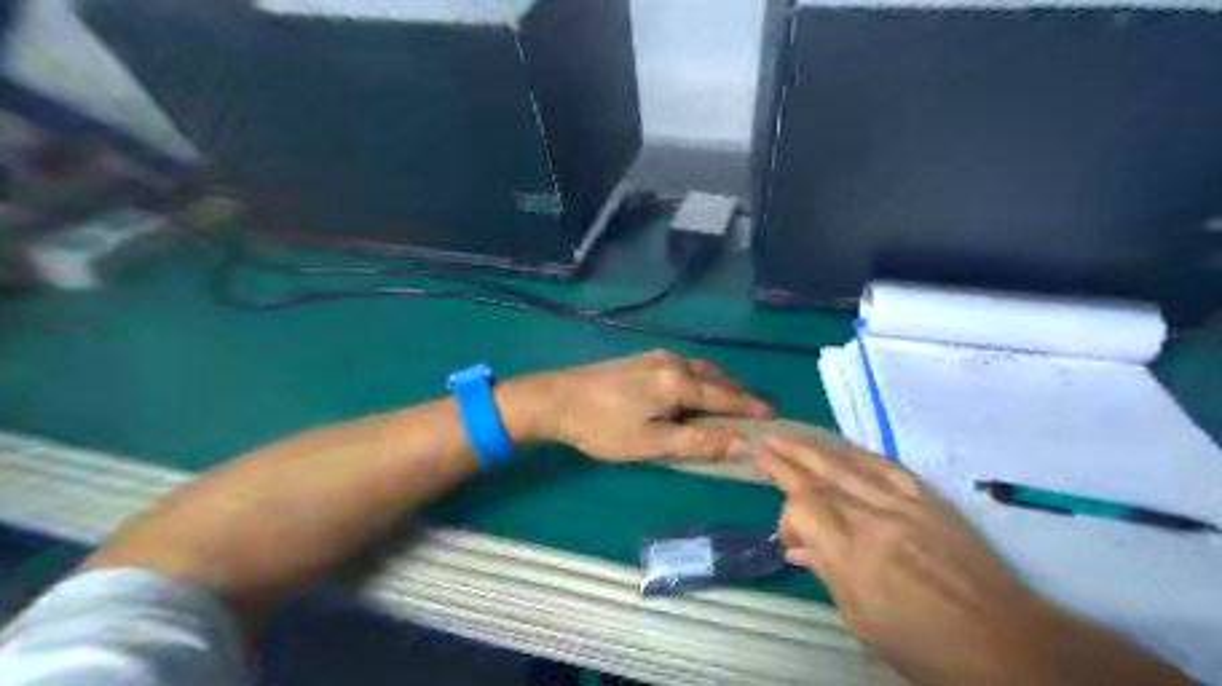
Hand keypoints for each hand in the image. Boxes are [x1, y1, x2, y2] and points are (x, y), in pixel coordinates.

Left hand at [505, 350, 771, 462]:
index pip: (727, 396)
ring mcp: (656, 357)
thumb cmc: (604, 428)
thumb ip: (700, 442)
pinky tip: (692, 393)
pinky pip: (684, 367)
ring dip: (719, 387)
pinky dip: (700, 381)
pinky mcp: (642, 359)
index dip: (751, 409)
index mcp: (680, 382)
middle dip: (737, 396)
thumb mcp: (653, 443)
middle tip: (752, 418)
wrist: (557, 400)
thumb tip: (744, 444)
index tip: (774, 419)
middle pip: (717, 379)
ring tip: (727, 408)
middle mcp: (674, 362)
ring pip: (700, 370)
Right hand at [756, 436, 1195, 685]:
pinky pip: (886, 465)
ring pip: (848, 463)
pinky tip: (841, 447)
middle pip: (819, 475)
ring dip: (812, 447)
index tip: (790, 541)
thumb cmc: (927, 647)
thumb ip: (827, 574)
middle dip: (785, 458)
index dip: (787, 518)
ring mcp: (905, 504)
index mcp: (855, 555)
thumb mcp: (863, 622)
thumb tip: (797, 550)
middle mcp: (875, 519)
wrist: (1009, 645)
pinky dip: (857, 453)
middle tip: (759, 442)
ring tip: (786, 435)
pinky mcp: (930, 500)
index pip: (803, 509)